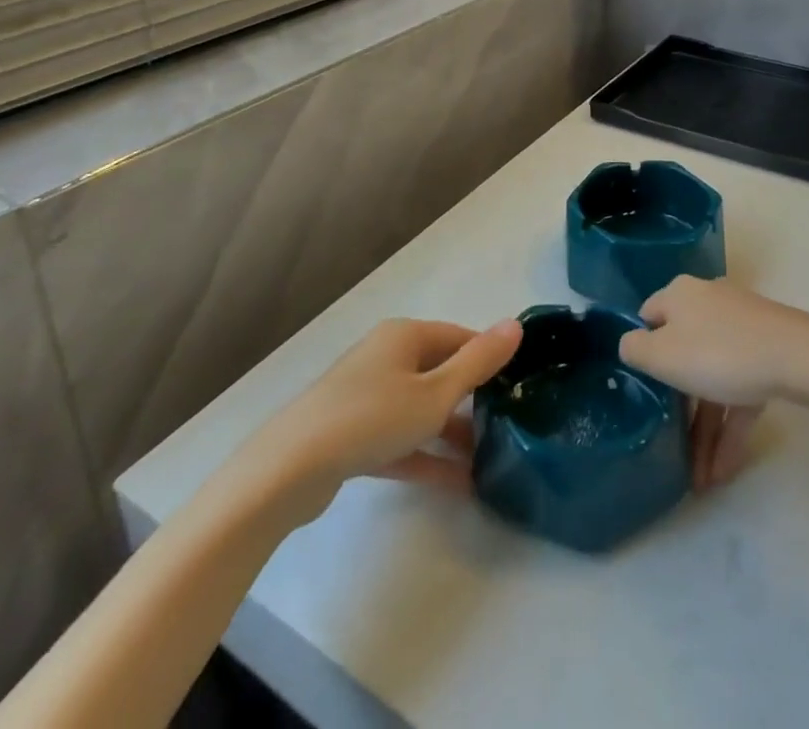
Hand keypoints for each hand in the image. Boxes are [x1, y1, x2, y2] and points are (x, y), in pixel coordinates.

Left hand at [223, 316, 522, 523]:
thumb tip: (516, 324)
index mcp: (405, 336)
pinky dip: (426, 455)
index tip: (519, 384)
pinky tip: (458, 483)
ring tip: (489, 459)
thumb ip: (478, 362)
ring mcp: (366, 396)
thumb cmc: (372, 418)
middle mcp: (386, 358)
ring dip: (452, 432)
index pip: (459, 337)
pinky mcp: (353, 434)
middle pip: (439, 372)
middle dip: (472, 399)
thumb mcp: (436, 392)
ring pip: (421, 409)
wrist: (289, 468)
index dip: (489, 357)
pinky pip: (400, 439)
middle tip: (508, 425)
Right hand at [619, 278, 808, 490]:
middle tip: (671, 445)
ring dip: (705, 428)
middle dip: (678, 406)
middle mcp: (708, 303)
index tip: (640, 387)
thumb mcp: (661, 355)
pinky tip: (723, 471)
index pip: (649, 318)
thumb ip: (635, 350)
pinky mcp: (766, 352)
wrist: (796, 357)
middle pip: (683, 353)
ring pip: (713, 379)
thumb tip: (632, 344)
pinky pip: (740, 390)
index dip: (642, 351)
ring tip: (700, 479)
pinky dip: (731, 426)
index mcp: (679, 296)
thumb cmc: (718, 353)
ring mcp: (741, 328)